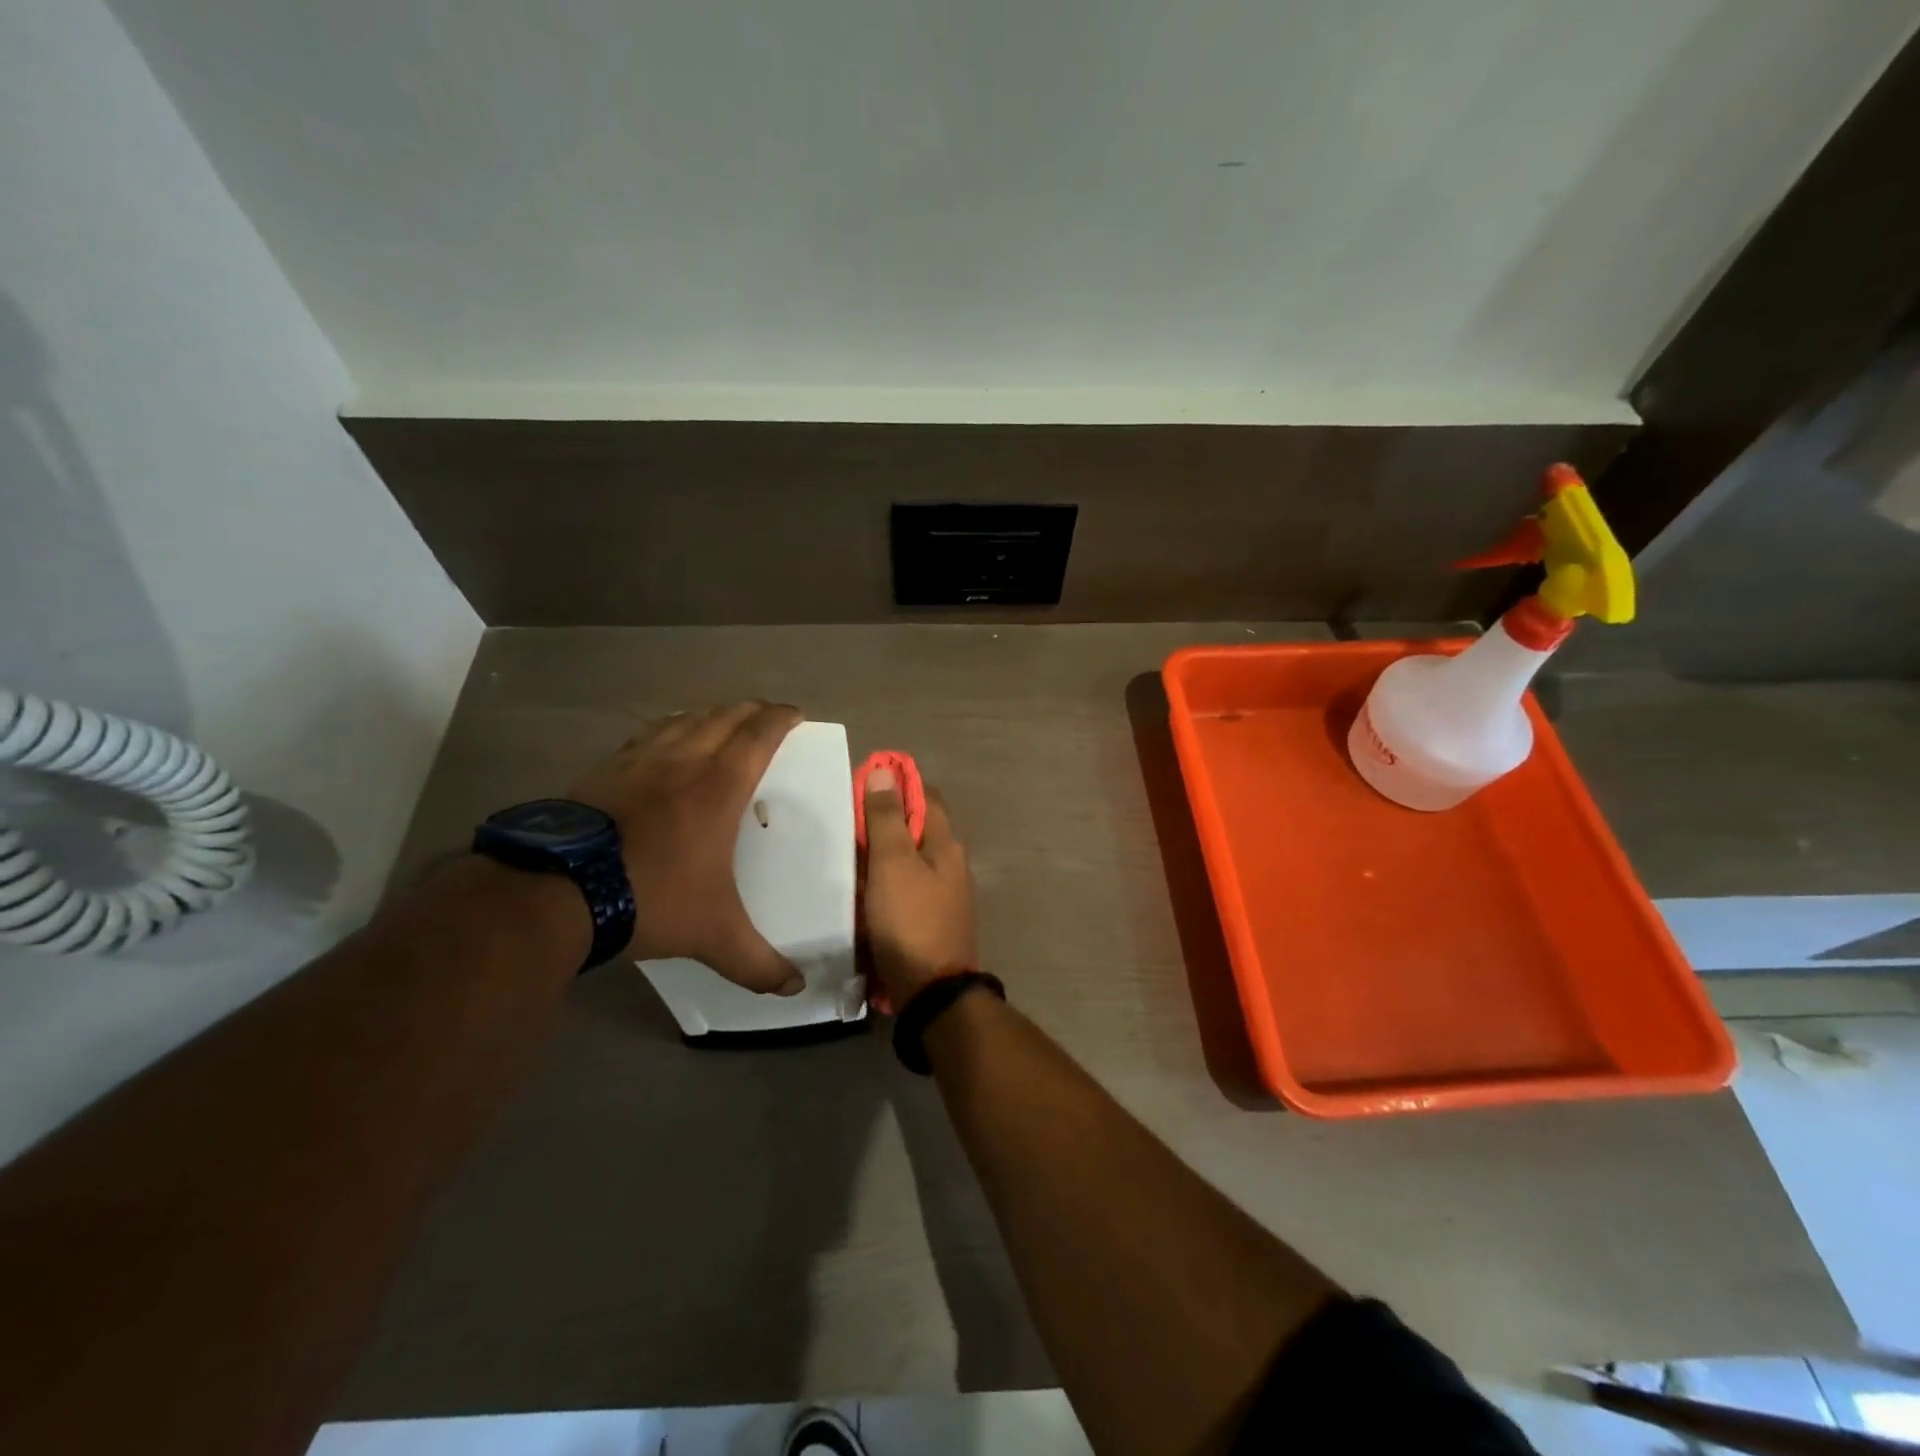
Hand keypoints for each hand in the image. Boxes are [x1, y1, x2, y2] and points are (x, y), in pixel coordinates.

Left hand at [570, 701, 804, 994]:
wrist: (559, 891)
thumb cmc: (651, 898)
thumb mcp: (714, 935)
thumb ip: (757, 963)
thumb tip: (794, 989)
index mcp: (719, 788)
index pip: (758, 736)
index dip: (780, 719)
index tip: (795, 713)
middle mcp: (683, 762)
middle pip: (723, 717)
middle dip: (750, 710)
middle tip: (765, 714)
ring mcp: (639, 761)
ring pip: (683, 719)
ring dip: (709, 714)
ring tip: (720, 719)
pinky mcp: (604, 770)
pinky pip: (646, 735)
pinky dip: (667, 728)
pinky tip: (663, 739)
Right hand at [861, 767, 976, 1010]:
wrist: (931, 992)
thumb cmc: (910, 921)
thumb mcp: (892, 863)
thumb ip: (887, 818)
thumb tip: (885, 771)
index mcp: (945, 843)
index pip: (926, 795)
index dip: (897, 784)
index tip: (862, 783)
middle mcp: (950, 863)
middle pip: (916, 827)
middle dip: (883, 820)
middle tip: (843, 819)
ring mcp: (943, 893)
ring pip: (908, 859)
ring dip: (881, 852)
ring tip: (844, 851)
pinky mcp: (930, 919)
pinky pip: (904, 887)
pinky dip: (883, 881)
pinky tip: (859, 889)